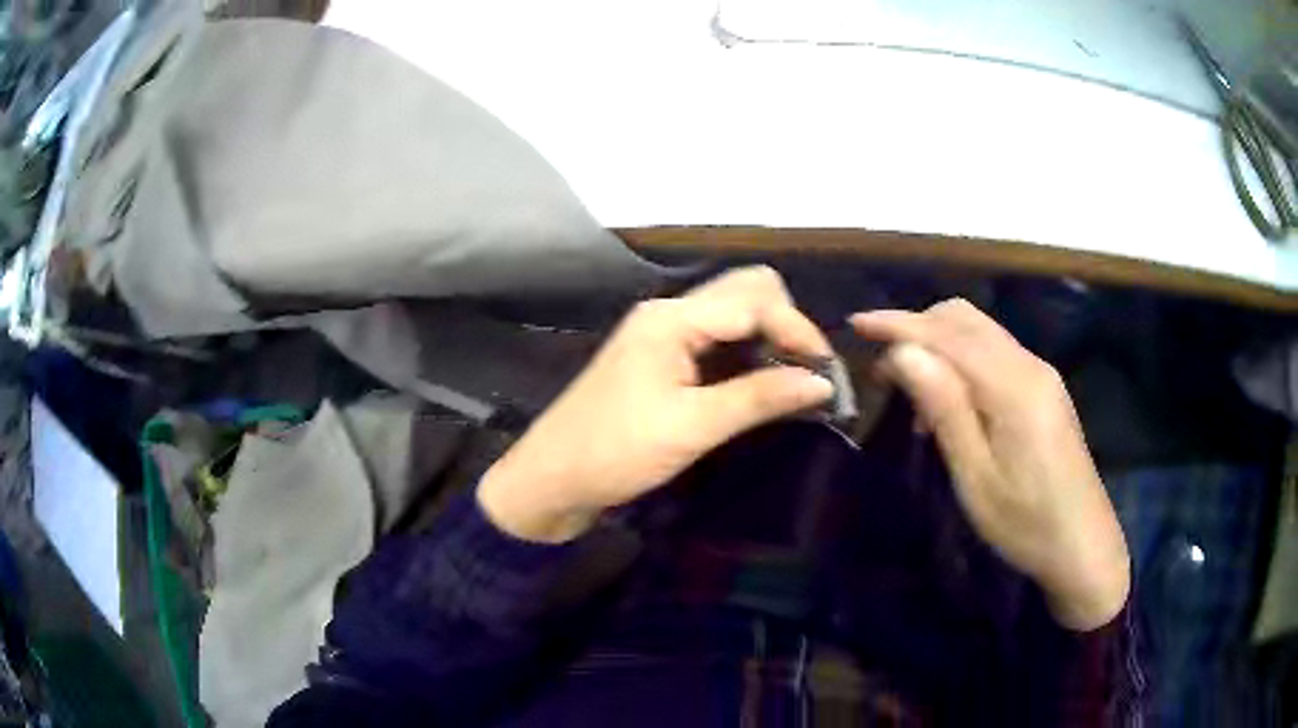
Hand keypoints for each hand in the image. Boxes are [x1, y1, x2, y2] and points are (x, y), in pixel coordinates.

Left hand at [479, 267, 834, 543]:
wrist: (552, 479)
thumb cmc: (616, 452)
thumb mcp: (692, 427)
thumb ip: (758, 398)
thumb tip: (822, 382)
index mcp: (672, 318)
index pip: (756, 302)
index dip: (799, 331)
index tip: (827, 375)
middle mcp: (669, 312)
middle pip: (747, 292)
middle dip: (787, 324)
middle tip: (807, 373)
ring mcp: (664, 333)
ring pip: (734, 313)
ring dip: (769, 338)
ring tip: (793, 381)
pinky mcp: (662, 357)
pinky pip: (717, 339)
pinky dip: (747, 354)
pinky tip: (761, 384)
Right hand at [851, 299, 1129, 630]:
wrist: (1084, 545)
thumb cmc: (1026, 524)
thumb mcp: (977, 477)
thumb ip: (946, 408)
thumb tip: (904, 353)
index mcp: (1014, 386)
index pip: (948, 335)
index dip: (899, 324)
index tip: (855, 323)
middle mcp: (1030, 365)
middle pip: (965, 319)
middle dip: (917, 328)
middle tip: (881, 368)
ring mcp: (1041, 375)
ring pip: (980, 333)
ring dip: (939, 344)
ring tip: (909, 389)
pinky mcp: (1044, 390)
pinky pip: (994, 355)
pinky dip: (961, 360)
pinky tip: (948, 402)